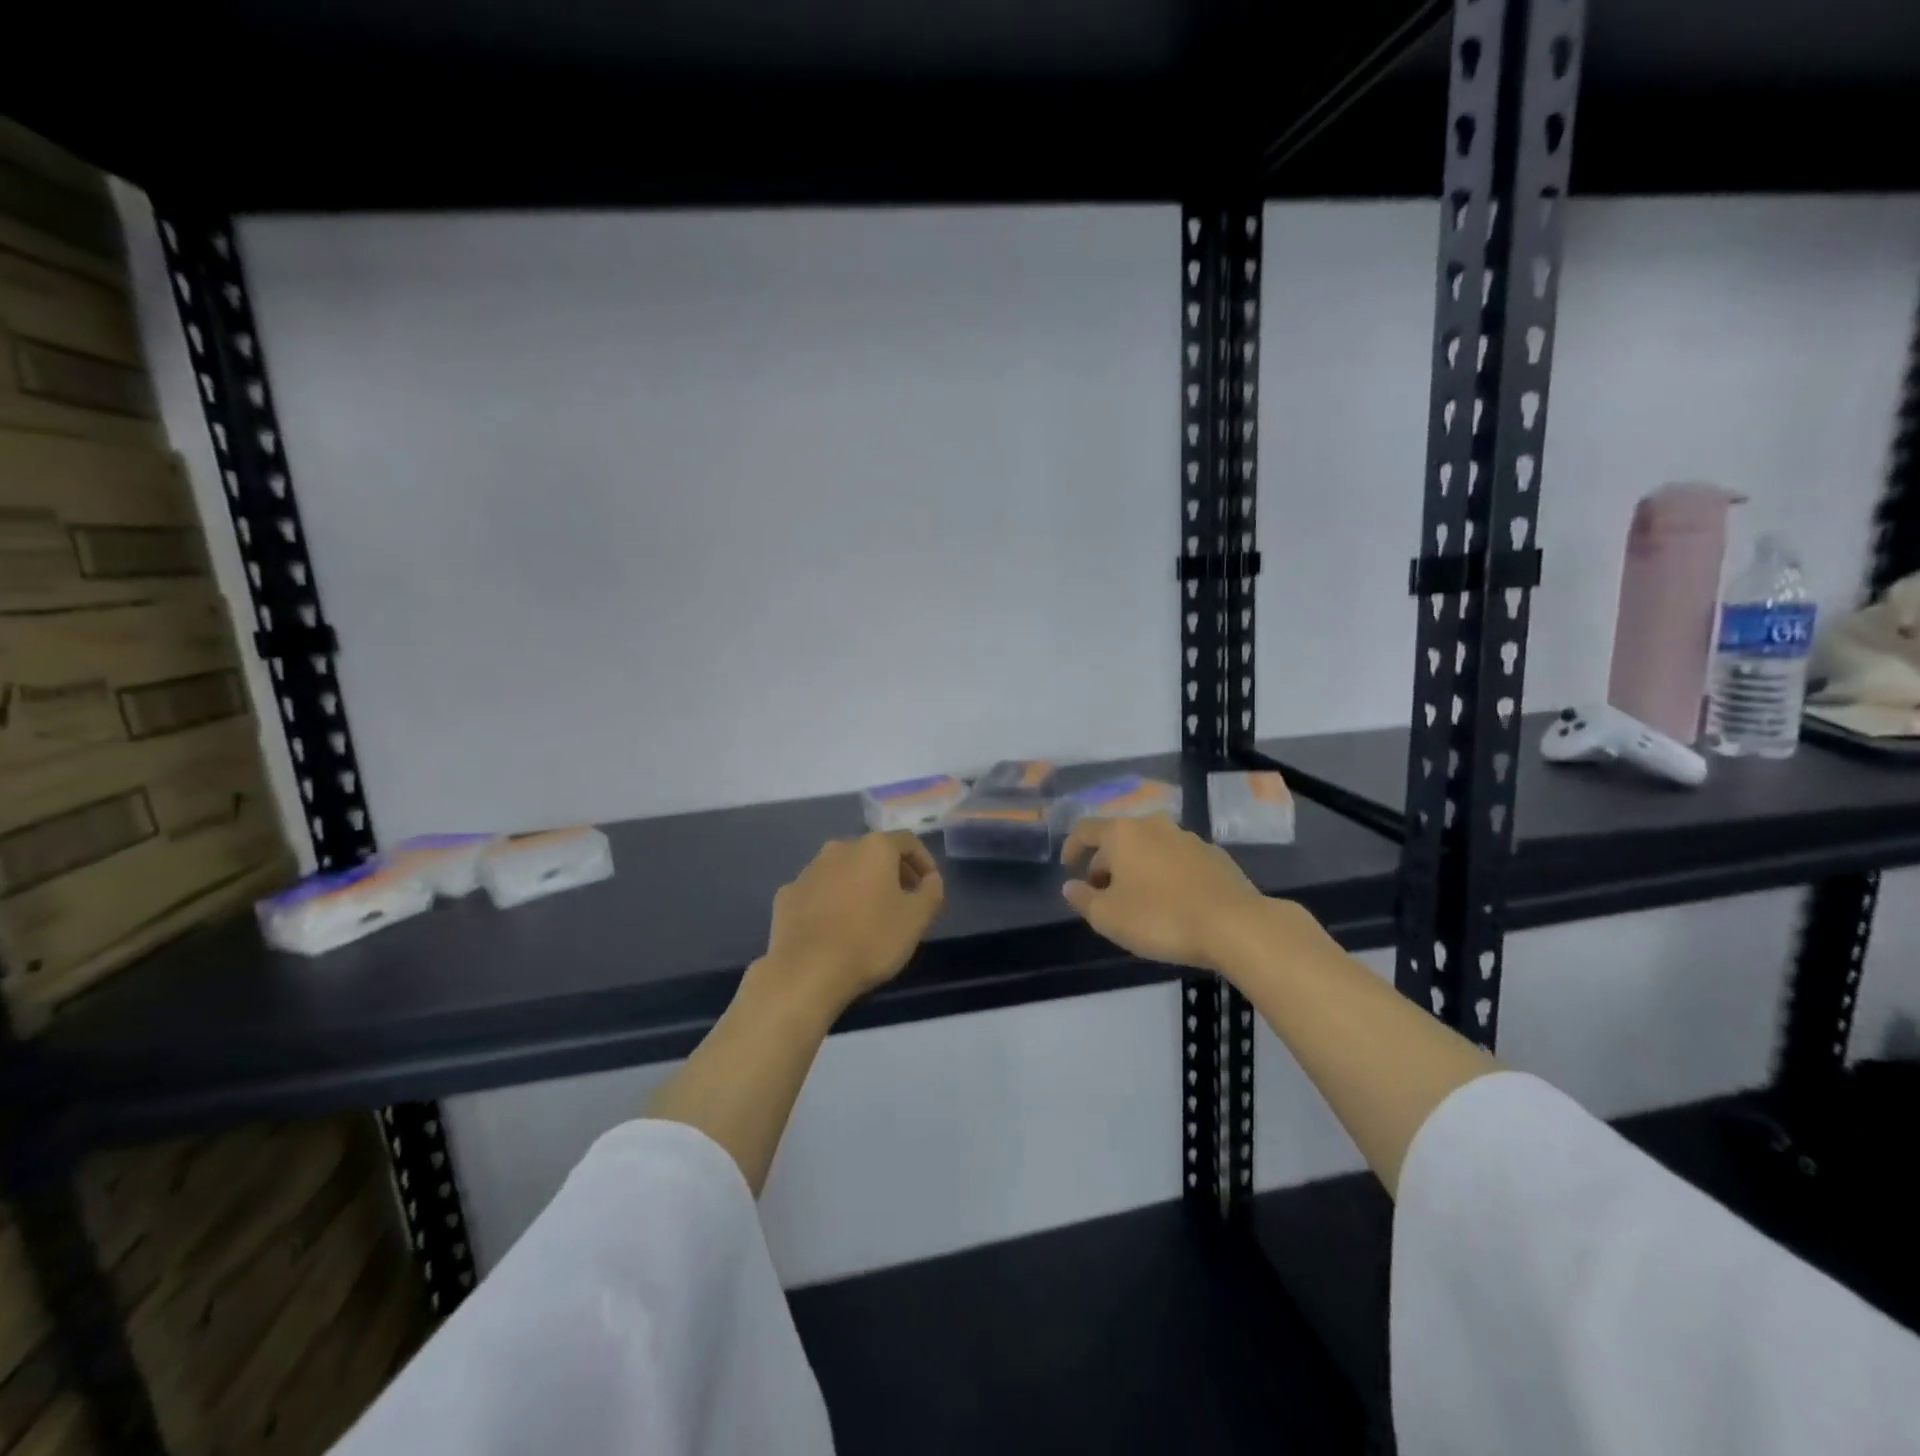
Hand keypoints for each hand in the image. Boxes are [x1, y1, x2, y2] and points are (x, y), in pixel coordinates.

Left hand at [759, 831, 945, 1012]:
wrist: (806, 971)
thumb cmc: (871, 939)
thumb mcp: (916, 919)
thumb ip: (931, 892)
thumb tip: (931, 879)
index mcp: (873, 848)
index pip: (907, 841)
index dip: (924, 861)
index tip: (930, 887)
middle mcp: (839, 848)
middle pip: (873, 853)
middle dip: (893, 873)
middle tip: (904, 902)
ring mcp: (808, 870)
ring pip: (843, 870)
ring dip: (861, 885)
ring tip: (870, 916)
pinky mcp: (787, 894)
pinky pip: (819, 891)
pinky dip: (832, 901)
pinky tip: (836, 928)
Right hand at [1060, 815, 1270, 972]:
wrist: (1235, 925)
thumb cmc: (1160, 918)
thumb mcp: (1108, 917)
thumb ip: (1083, 899)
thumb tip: (1071, 886)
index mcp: (1122, 833)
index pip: (1085, 829)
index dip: (1071, 847)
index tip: (1069, 869)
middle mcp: (1153, 825)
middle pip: (1118, 838)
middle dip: (1105, 862)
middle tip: (1102, 894)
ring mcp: (1187, 837)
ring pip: (1150, 847)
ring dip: (1137, 867)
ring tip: (1137, 899)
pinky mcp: (1214, 855)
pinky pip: (1177, 859)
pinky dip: (1165, 873)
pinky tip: (1172, 900)